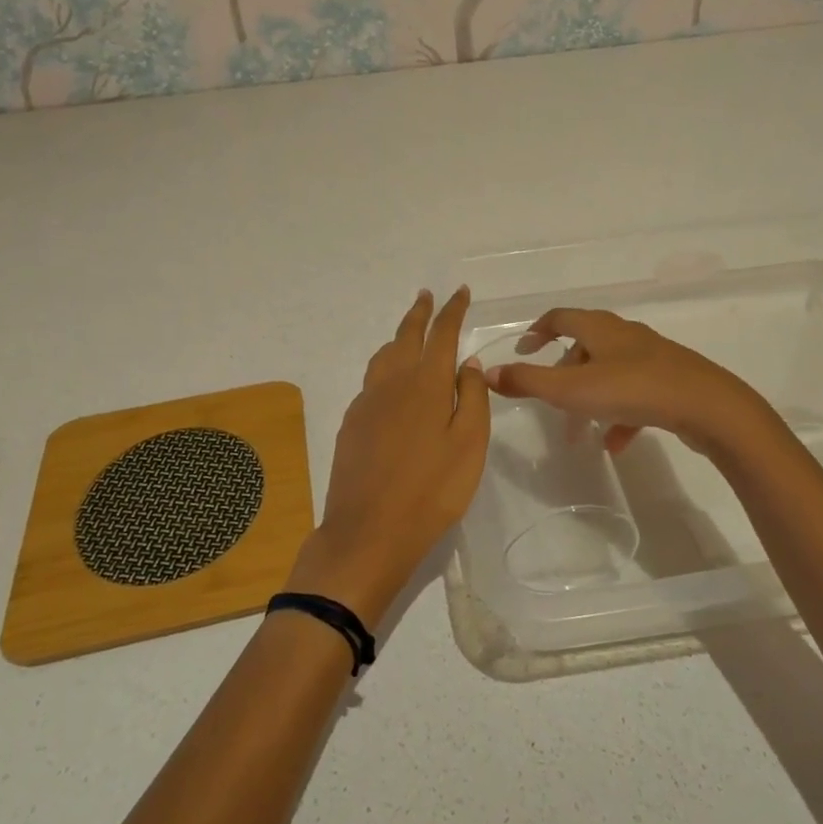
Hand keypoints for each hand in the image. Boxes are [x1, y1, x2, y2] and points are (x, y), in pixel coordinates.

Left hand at [286, 288, 491, 627]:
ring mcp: (367, 402)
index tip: (460, 292)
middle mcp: (392, 383)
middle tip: (427, 295)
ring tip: (408, 332)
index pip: (441, 335)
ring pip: (384, 356)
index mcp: (425, 384)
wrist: (368, 531)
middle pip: (406, 336)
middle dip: (419, 313)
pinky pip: (371, 380)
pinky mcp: (351, 423)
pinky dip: (385, 366)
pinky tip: (390, 381)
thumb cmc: (432, 490)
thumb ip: (470, 397)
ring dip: (398, 337)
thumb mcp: (468, 444)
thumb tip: (466, 360)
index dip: (452, 311)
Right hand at [484, 308, 776, 456]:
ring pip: (609, 372)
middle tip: (549, 401)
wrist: (708, 407)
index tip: (523, 349)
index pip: (560, 317)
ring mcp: (651, 357)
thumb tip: (486, 373)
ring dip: (589, 398)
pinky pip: (635, 395)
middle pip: (584, 346)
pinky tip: (615, 444)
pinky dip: (619, 415)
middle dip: (562, 374)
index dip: (537, 331)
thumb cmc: (634, 390)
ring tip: (579, 431)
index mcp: (599, 327)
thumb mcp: (572, 390)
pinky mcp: (670, 381)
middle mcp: (624, 335)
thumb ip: (528, 382)